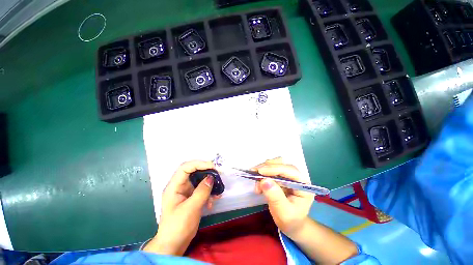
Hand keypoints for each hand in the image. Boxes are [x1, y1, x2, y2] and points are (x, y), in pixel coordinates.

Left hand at [144, 160, 220, 254]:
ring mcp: (186, 191)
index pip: (185, 167)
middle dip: (206, 172)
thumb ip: (201, 192)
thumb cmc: (178, 227)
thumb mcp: (190, 209)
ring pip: (199, 180)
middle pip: (194, 172)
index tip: (212, 166)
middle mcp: (180, 186)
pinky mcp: (192, 197)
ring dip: (209, 184)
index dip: (199, 164)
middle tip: (218, 174)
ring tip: (217, 190)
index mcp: (174, 186)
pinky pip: (202, 189)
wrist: (174, 245)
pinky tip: (214, 200)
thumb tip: (211, 178)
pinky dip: (209, 193)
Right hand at [253, 158, 313, 237]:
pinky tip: (258, 185)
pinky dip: (262, 174)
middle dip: (267, 167)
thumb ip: (275, 197)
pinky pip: (270, 170)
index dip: (274, 168)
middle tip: (254, 174)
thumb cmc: (291, 221)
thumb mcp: (284, 213)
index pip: (289, 170)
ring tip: (256, 181)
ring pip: (275, 164)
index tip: (259, 171)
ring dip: (263, 169)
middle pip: (281, 163)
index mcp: (303, 185)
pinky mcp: (280, 177)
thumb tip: (264, 180)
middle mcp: (296, 177)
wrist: (291, 225)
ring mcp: (288, 176)